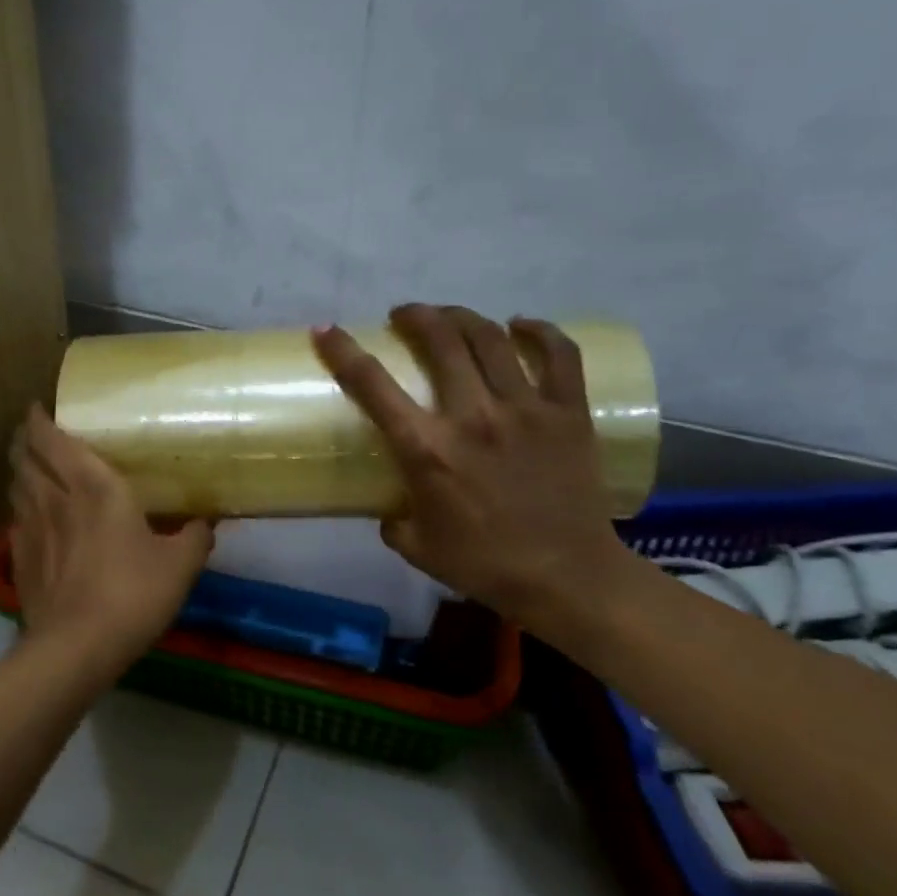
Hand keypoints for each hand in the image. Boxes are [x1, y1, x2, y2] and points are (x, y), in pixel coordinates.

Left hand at [8, 404, 213, 677]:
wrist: (76, 647)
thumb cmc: (132, 594)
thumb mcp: (179, 566)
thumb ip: (195, 538)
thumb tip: (207, 523)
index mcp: (93, 487)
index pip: (53, 440)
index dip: (40, 420)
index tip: (39, 408)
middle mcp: (55, 499)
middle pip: (25, 457)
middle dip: (23, 439)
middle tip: (33, 433)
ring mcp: (30, 529)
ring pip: (16, 486)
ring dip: (19, 470)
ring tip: (30, 467)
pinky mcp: (19, 559)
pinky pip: (15, 520)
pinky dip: (20, 508)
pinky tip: (30, 517)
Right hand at [313, 305, 633, 633]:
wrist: (568, 579)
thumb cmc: (484, 564)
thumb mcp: (415, 545)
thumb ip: (391, 517)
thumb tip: (386, 501)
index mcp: (428, 450)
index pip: (373, 385)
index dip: (343, 351)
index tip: (327, 330)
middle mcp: (473, 417)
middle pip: (441, 340)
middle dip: (415, 316)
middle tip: (404, 316)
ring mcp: (526, 410)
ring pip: (491, 338)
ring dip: (462, 316)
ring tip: (450, 316)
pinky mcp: (569, 413)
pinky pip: (559, 355)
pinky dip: (539, 331)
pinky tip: (521, 325)